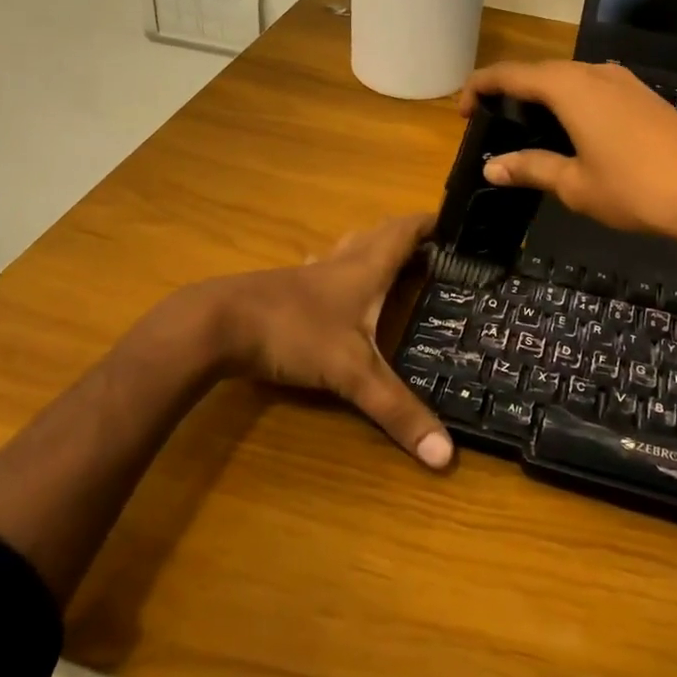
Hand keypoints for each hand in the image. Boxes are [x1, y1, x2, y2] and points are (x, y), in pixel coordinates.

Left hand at [211, 213, 452, 469]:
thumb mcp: (351, 373)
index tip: (458, 222)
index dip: (431, 222)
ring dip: (375, 247)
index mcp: (365, 267)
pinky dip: (343, 268)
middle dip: (408, 235)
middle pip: (380, 233)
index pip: (405, 231)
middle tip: (435, 248)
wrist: (219, 324)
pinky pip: (326, 267)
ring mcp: (311, 272)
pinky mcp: (288, 286)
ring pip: (351, 247)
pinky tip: (337, 286)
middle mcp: (342, 261)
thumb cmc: (294, 333)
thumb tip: (447, 455)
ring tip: (395, 263)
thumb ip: (397, 410)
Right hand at [459, 60, 676, 250]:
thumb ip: (531, 168)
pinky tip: (575, 135)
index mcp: (567, 86)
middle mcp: (592, 73)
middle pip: (538, 72)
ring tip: (529, 132)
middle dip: (509, 94)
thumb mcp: (576, 184)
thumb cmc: (638, 187)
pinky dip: (571, 105)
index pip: (508, 74)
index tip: (461, 112)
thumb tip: (492, 167)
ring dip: (542, 99)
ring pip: (568, 80)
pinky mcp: (644, 97)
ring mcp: (623, 82)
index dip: (479, 87)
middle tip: (492, 127)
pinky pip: (593, 90)